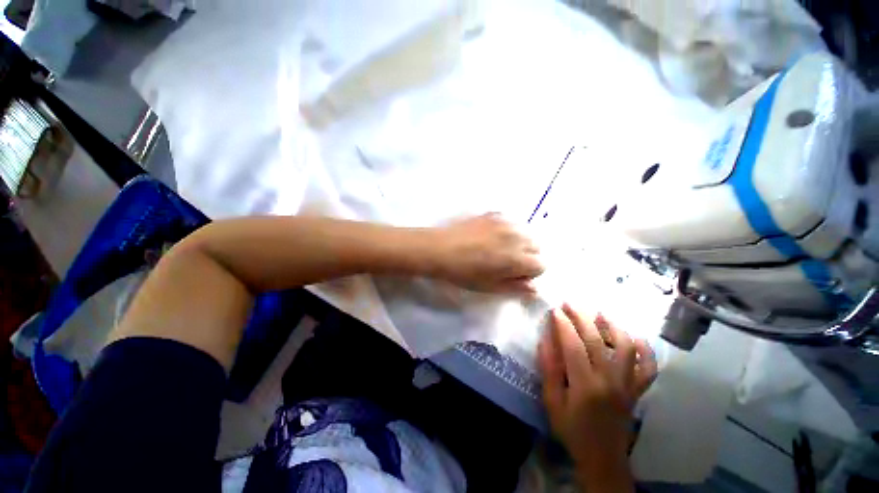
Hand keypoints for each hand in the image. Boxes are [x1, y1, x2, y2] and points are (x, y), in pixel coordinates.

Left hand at [430, 213, 542, 293]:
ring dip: (521, 242)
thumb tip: (534, 288)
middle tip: (508, 262)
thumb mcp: (489, 286)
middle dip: (528, 256)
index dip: (530, 273)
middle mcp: (517, 237)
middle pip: (537, 246)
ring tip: (501, 248)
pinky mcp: (495, 214)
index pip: (542, 265)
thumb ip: (515, 287)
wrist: (440, 248)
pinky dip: (510, 230)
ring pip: (527, 232)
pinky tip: (493, 236)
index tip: (515, 275)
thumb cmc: (464, 272)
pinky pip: (513, 222)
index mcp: (518, 258)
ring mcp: (506, 222)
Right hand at [538, 304, 657, 491]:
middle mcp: (610, 380)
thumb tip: (545, 339)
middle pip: (596, 340)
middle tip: (570, 303)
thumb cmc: (572, 429)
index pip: (573, 345)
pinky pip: (648, 368)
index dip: (563, 324)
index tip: (555, 310)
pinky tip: (636, 338)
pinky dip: (645, 350)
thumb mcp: (552, 402)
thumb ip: (548, 370)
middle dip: (581, 317)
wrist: (602, 457)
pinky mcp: (637, 390)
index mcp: (585, 384)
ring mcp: (627, 385)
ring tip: (600, 313)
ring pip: (626, 347)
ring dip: (613, 326)